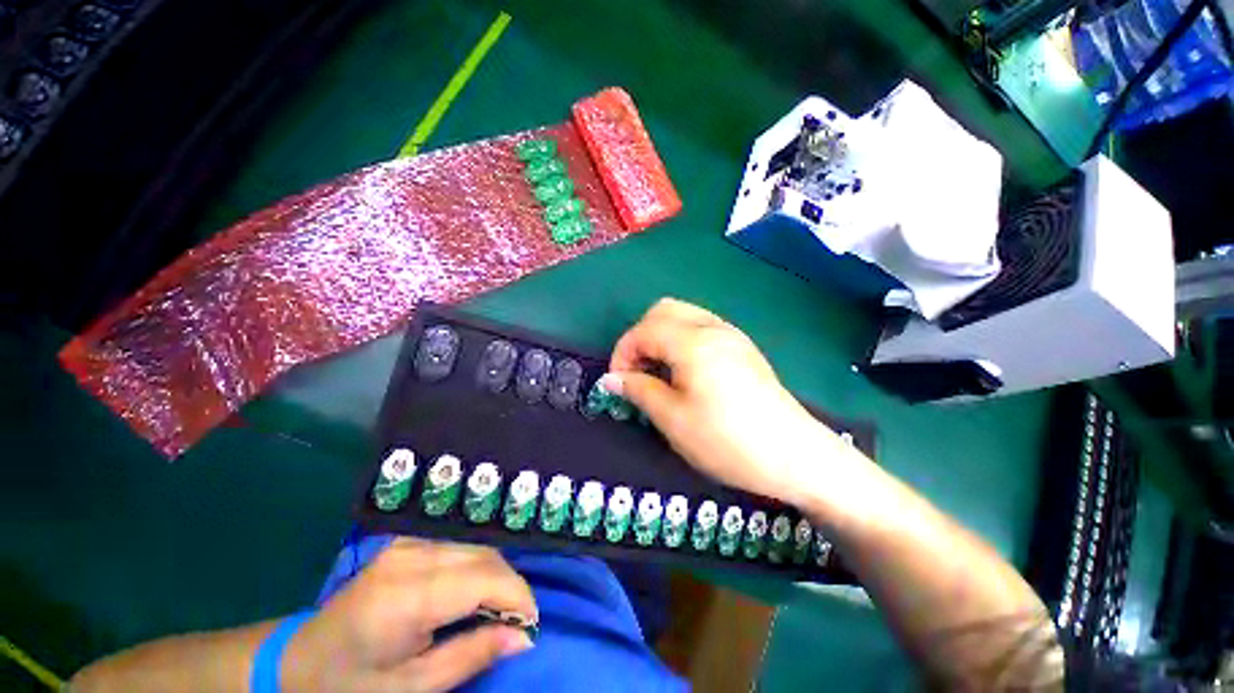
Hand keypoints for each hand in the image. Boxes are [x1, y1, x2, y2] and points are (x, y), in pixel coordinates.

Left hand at [282, 539, 536, 692]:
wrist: (298, 659)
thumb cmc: (351, 685)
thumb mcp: (412, 688)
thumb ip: (471, 655)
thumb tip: (524, 638)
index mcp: (407, 596)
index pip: (485, 578)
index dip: (518, 597)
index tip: (530, 626)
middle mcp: (412, 556)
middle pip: (485, 557)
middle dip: (509, 587)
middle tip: (513, 624)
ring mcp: (409, 542)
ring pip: (477, 547)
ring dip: (495, 576)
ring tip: (493, 611)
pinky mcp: (408, 540)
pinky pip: (461, 545)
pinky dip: (477, 566)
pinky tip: (471, 591)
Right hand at [605, 298, 849, 505]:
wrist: (794, 456)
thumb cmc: (727, 440)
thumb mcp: (673, 419)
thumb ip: (639, 390)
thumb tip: (612, 378)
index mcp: (693, 341)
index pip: (644, 330)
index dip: (623, 352)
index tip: (618, 382)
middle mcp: (712, 327)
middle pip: (663, 311)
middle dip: (640, 336)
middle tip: (637, 370)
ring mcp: (732, 335)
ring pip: (683, 315)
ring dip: (660, 336)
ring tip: (658, 372)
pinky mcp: (742, 348)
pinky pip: (701, 328)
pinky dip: (681, 340)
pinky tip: (684, 371)